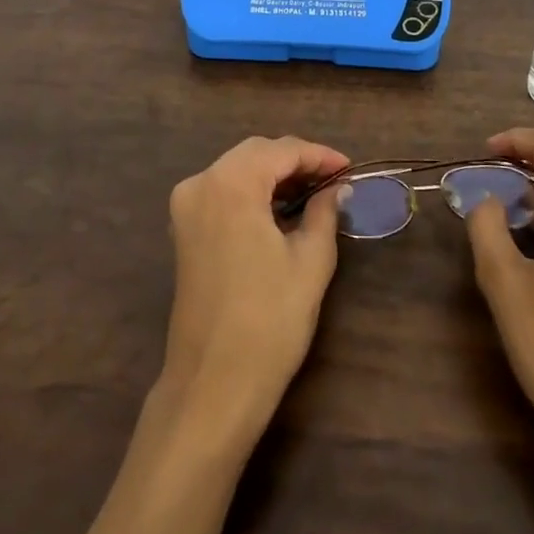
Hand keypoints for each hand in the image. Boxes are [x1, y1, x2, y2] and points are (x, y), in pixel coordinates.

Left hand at [159, 135, 348, 441]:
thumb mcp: (311, 260)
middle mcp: (201, 183)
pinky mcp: (183, 230)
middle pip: (256, 154)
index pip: (282, 151)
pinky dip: (252, 192)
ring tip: (314, 194)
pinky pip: (222, 192)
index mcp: (231, 183)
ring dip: (274, 175)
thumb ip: (325, 211)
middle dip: (296, 161)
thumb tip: (337, 188)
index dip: (319, 156)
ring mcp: (186, 207)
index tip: (350, 168)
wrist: (214, 382)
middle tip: (334, 180)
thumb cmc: (270, 319)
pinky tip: (281, 210)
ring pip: (237, 170)